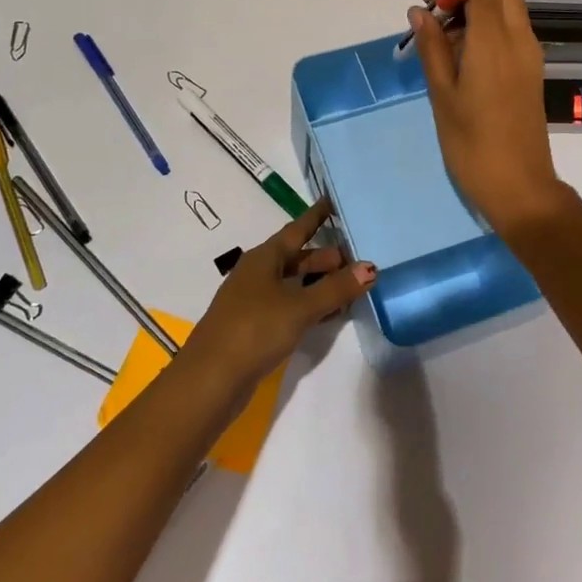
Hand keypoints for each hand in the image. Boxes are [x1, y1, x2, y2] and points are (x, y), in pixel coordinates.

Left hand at [179, 199, 375, 391]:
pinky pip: (290, 305)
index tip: (334, 200)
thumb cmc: (254, 330)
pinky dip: (311, 304)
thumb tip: (371, 267)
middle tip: (358, 255)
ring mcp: (254, 301)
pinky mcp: (255, 327)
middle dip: (326, 256)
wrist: (211, 380)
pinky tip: (330, 314)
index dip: (317, 216)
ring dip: (320, 283)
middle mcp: (258, 274)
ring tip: (352, 284)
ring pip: (294, 283)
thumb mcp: (300, 306)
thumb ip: (336, 288)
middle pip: (297, 257)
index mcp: (264, 258)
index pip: (297, 229)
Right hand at [412, 0, 577, 236]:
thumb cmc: (471, 143)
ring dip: (479, 10)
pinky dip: (491, 29)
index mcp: (494, 41)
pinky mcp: (532, 72)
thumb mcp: (442, 94)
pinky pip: (514, 32)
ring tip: (447, 42)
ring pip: (509, 10)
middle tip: (438, 19)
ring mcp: (530, 56)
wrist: (519, 186)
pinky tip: (466, 59)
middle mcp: (519, 39)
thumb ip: (432, 48)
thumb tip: (420, 12)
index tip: (427, 8)